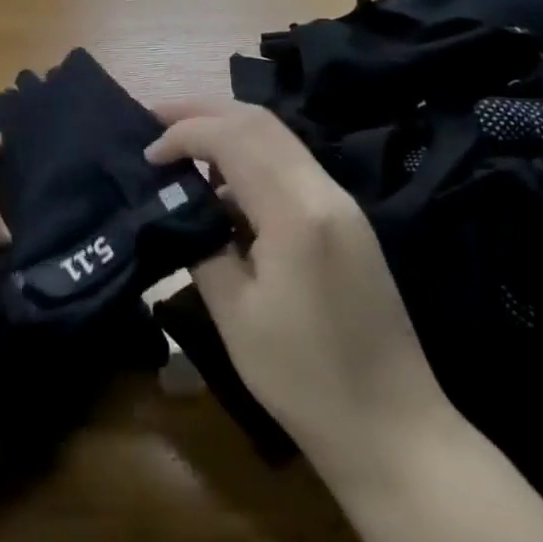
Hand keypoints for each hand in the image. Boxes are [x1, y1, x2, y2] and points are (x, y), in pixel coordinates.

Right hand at [146, 101, 447, 476]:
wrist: (395, 431)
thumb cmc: (305, 380)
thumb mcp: (235, 314)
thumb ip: (203, 244)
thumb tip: (183, 207)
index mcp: (295, 212)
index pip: (231, 138)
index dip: (183, 135)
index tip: (147, 156)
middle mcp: (324, 191)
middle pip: (258, 120)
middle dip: (203, 110)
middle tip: (156, 117)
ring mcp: (342, 202)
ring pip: (278, 136)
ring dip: (228, 128)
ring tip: (183, 145)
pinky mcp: (347, 219)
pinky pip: (292, 164)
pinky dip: (252, 155)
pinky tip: (224, 183)